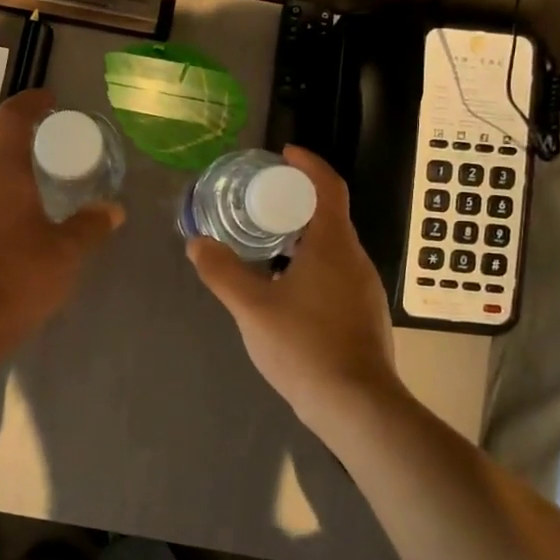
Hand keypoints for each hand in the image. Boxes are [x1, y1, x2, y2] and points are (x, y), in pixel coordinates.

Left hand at [0, 90, 123, 352]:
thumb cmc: (15, 278)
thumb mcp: (65, 254)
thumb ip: (90, 227)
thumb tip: (112, 211)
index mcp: (1, 174)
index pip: (10, 119)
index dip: (29, 102)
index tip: (48, 100)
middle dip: (12, 138)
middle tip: (41, 148)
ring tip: (28, 196)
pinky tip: (6, 236)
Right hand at [187, 147, 405, 433]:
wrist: (356, 405)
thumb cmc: (304, 346)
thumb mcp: (252, 308)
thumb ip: (222, 272)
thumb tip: (196, 243)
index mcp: (333, 245)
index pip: (328, 186)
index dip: (308, 164)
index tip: (283, 154)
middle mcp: (355, 259)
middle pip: (329, 214)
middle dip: (296, 201)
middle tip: (259, 200)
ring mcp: (363, 288)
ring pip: (332, 247)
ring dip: (301, 235)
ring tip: (264, 241)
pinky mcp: (363, 313)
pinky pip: (335, 272)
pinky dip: (309, 263)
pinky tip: (283, 286)